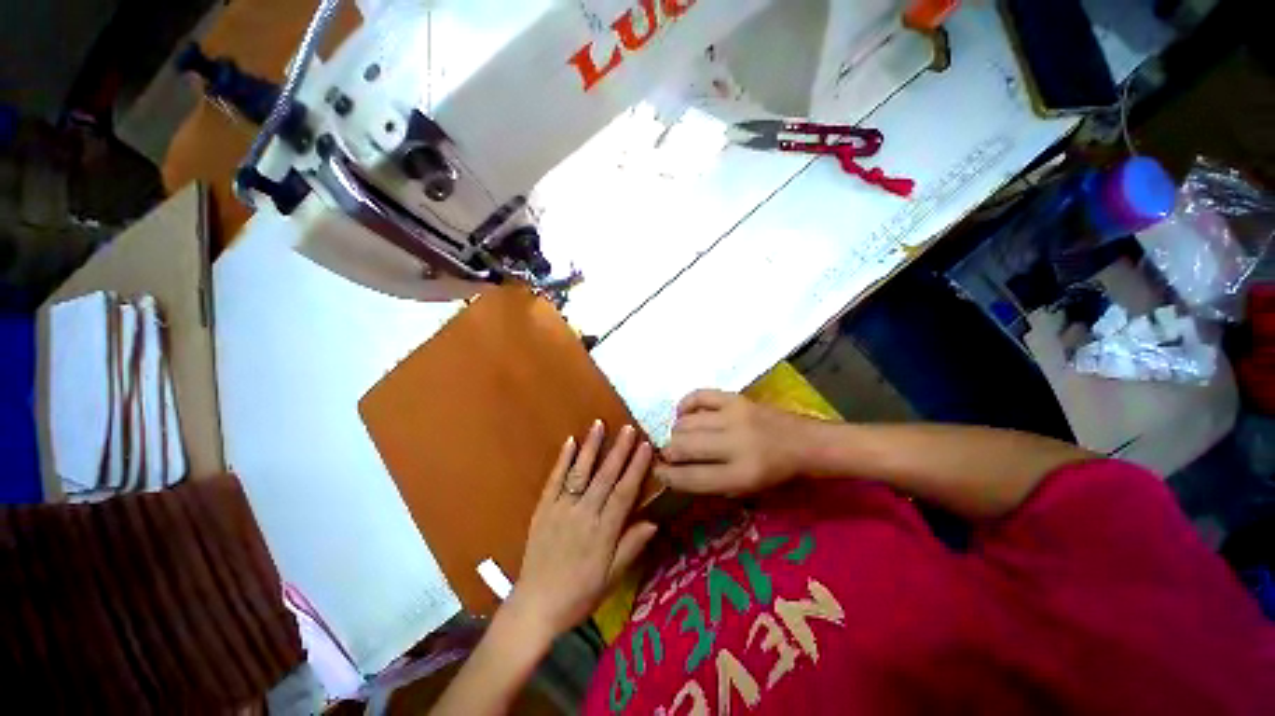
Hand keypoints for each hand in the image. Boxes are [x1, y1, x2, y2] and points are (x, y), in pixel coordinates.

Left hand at [506, 421, 657, 640]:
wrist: (535, 606)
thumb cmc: (579, 594)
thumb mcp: (611, 578)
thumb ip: (631, 547)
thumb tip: (653, 521)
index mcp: (602, 532)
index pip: (624, 493)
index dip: (636, 468)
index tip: (645, 447)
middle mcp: (582, 514)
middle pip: (604, 477)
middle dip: (618, 450)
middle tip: (628, 427)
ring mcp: (560, 509)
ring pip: (579, 473)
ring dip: (591, 447)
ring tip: (599, 424)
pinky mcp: (543, 509)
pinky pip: (554, 480)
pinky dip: (562, 460)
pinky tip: (570, 441)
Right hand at [654, 390, 815, 495]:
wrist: (805, 443)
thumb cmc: (776, 473)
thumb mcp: (746, 490)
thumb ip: (710, 482)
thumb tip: (676, 471)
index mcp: (741, 475)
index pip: (690, 477)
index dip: (667, 476)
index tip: (657, 472)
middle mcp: (735, 444)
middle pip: (683, 446)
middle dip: (668, 452)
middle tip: (669, 453)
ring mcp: (734, 416)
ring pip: (686, 422)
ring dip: (676, 431)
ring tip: (680, 436)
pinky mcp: (735, 398)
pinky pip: (698, 396)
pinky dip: (685, 405)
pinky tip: (685, 413)